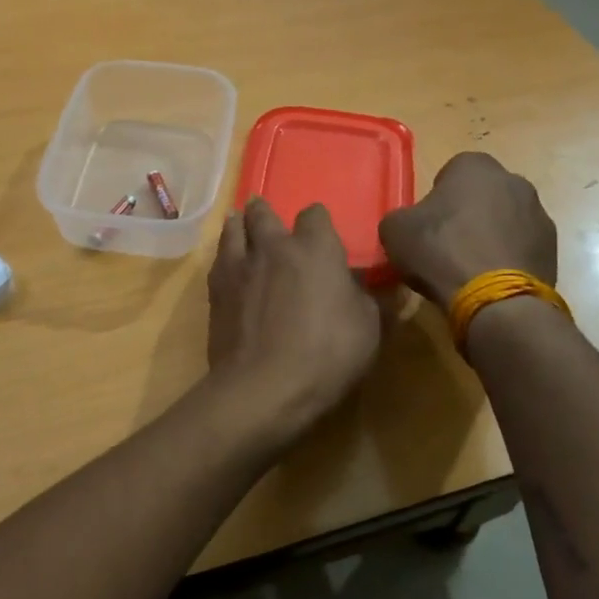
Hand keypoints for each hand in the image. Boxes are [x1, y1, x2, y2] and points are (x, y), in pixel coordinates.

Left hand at [206, 199, 381, 443]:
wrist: (263, 385)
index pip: (315, 215)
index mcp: (315, 249)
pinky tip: (226, 264)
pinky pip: (218, 259)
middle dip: (266, 212)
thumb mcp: (369, 330)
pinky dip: (223, 255)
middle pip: (264, 214)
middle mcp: (274, 247)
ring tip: (238, 223)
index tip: (321, 233)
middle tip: (266, 215)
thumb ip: (373, 301)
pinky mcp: (216, 290)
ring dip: (238, 224)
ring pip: (233, 229)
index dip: (318, 221)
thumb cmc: (326, 354)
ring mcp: (240, 266)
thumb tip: (383, 288)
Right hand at [377, 153, 558, 309]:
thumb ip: (402, 217)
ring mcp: (539, 214)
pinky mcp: (553, 248)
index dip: (437, 197)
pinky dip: (508, 257)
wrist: (496, 299)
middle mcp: (513, 181)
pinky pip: (522, 246)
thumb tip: (410, 224)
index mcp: (475, 166)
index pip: (452, 172)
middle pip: (483, 194)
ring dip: (491, 235)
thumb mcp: (394, 230)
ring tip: (470, 267)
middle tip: (447, 243)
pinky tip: (490, 279)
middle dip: (468, 213)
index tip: (428, 223)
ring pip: (506, 219)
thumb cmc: (441, 251)